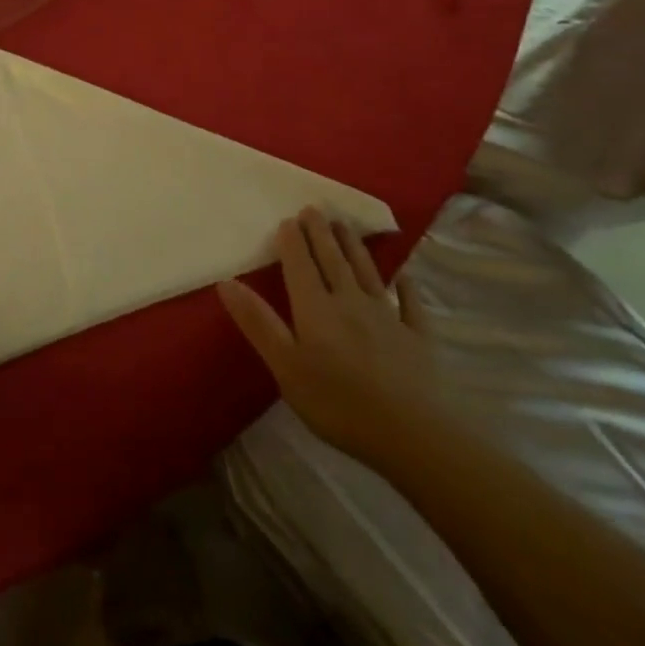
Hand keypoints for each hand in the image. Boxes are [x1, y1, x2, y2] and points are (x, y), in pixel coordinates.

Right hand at [218, 209, 439, 465]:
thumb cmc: (339, 403)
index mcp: (316, 308)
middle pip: (333, 261)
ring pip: (367, 273)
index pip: (301, 265)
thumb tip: (226, 282)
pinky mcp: (419, 339)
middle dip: (321, 233)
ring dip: (354, 247)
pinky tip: (404, 277)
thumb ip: (258, 322)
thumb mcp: (285, 366)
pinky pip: (410, 305)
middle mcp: (350, 302)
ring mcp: (388, 318)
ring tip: (345, 225)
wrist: (414, 436)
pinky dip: (406, 288)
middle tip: (314, 209)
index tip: (288, 219)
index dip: (293, 241)